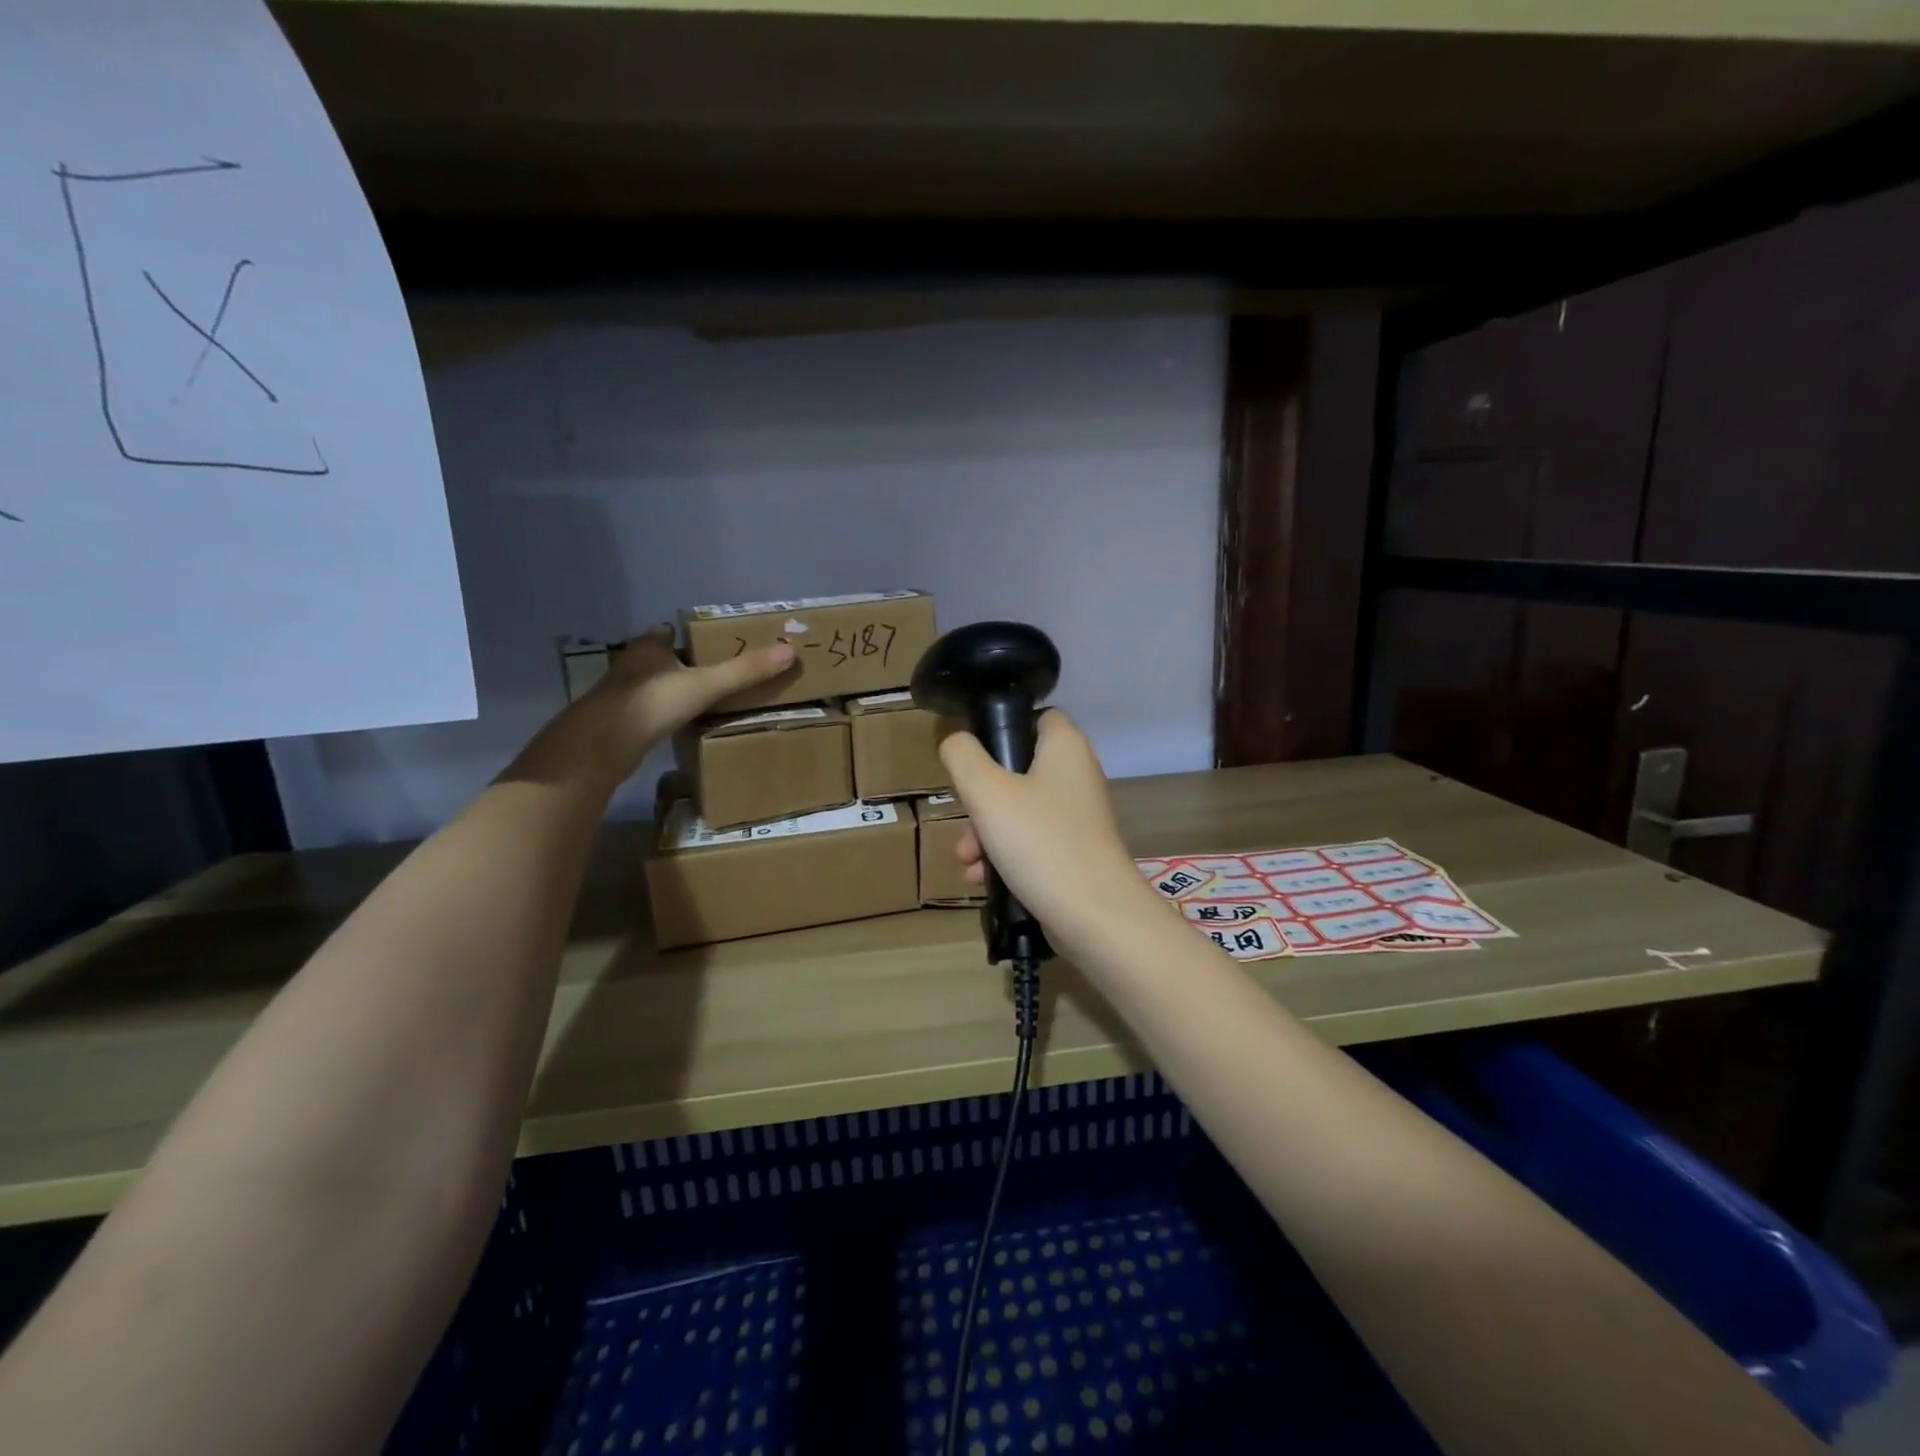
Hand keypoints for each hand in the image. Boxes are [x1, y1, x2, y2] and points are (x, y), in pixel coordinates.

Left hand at [513, 626, 794, 789]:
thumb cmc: (651, 703)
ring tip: (705, 701)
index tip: (715, 647)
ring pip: (652, 685)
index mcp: (649, 646)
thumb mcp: (706, 685)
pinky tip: (681, 726)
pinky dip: (663, 714)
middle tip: (718, 675)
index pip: (669, 632)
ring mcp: (620, 694)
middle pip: (661, 658)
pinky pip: (647, 711)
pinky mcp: (617, 722)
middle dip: (684, 665)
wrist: (600, 745)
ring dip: (672, 690)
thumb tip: (790, 650)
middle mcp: (631, 664)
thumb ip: (745, 670)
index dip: (691, 637)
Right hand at [940, 710, 1163, 955]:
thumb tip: (956, 741)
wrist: (1094, 916)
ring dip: (986, 832)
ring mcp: (1077, 817)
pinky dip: (1005, 855)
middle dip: (981, 798)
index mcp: (1065, 747)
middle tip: (964, 817)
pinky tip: (982, 879)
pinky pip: (1031, 842)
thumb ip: (963, 757)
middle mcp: (1076, 775)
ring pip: (1019, 811)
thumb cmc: (1040, 841)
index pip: (1036, 716)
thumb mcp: (987, 792)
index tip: (971, 755)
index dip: (1002, 727)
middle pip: (1018, 769)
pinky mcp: (1074, 852)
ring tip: (966, 860)